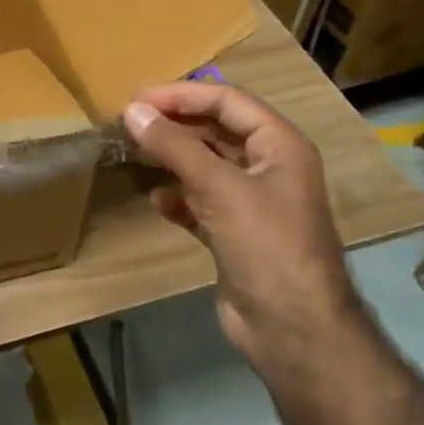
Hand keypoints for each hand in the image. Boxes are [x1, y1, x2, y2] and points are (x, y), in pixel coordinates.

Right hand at [123, 82, 352, 369]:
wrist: (292, 329)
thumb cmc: (265, 245)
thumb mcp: (219, 188)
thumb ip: (174, 146)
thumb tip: (133, 110)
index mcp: (279, 146)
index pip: (228, 102)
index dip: (182, 95)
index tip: (138, 99)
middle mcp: (269, 167)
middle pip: (216, 131)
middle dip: (175, 125)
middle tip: (131, 122)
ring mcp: (252, 202)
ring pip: (206, 166)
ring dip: (173, 159)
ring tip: (136, 154)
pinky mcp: (235, 233)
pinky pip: (201, 202)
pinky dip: (179, 198)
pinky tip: (157, 201)